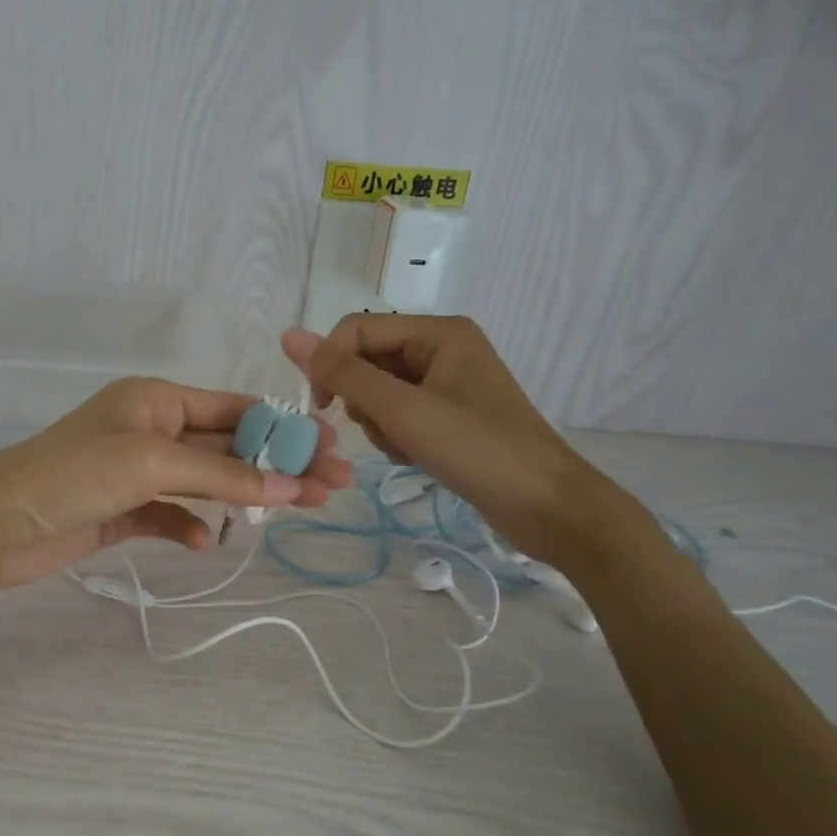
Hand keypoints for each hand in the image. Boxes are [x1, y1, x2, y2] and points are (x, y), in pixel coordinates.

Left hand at [0, 377, 351, 594]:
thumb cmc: (70, 476)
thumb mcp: (151, 464)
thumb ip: (221, 476)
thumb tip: (289, 485)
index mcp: (155, 400)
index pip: (233, 409)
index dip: (284, 428)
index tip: (330, 449)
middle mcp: (149, 430)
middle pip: (227, 447)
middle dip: (276, 465)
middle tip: (332, 487)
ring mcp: (134, 473)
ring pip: (204, 482)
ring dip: (242, 496)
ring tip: (291, 514)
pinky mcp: (120, 511)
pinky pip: (169, 514)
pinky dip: (190, 525)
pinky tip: (205, 542)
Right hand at [282, 315, 628, 568]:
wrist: (547, 506)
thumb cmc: (477, 450)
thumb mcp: (404, 410)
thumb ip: (344, 374)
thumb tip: (289, 336)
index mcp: (438, 332)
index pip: (356, 329)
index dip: (330, 363)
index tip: (323, 408)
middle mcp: (442, 348)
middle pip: (368, 361)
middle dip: (363, 400)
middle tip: (386, 431)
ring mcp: (447, 383)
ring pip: (380, 392)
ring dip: (379, 423)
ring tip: (405, 449)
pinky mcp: (449, 415)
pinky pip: (400, 414)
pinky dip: (396, 435)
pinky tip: (414, 457)